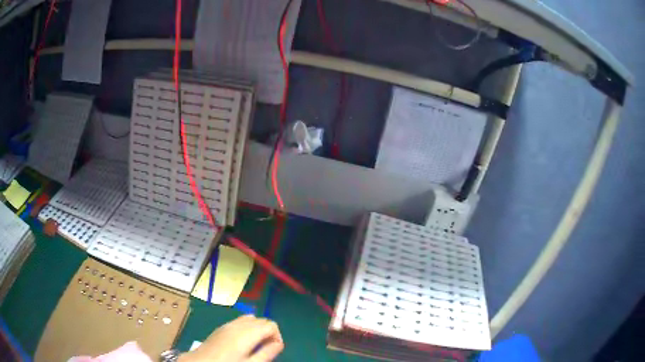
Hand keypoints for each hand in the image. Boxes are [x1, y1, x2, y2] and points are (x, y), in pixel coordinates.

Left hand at [179, 315, 283, 361]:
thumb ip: (267, 353)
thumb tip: (279, 343)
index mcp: (247, 332)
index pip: (271, 325)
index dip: (277, 336)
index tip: (274, 349)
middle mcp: (238, 324)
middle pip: (261, 320)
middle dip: (268, 333)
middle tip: (265, 350)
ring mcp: (228, 324)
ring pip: (250, 319)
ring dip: (257, 330)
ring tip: (255, 346)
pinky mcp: (221, 327)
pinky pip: (239, 322)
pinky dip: (246, 329)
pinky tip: (242, 343)